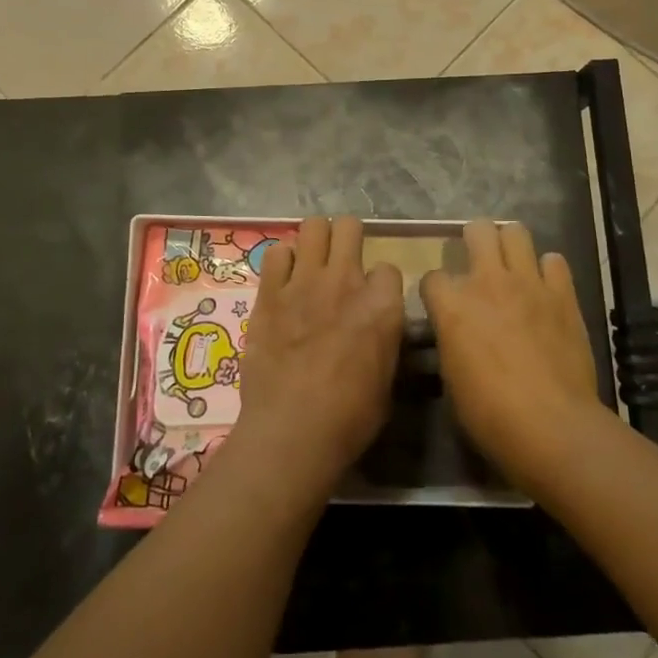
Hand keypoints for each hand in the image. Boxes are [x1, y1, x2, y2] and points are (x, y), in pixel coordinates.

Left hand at [233, 216, 404, 495]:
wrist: (292, 430)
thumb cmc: (349, 418)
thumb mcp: (386, 380)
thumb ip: (384, 341)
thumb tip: (380, 329)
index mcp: (382, 305)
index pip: (388, 268)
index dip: (380, 284)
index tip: (372, 301)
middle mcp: (346, 280)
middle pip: (349, 227)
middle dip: (348, 239)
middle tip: (341, 262)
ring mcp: (304, 281)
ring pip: (313, 227)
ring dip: (315, 241)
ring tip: (311, 262)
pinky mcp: (269, 292)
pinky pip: (276, 252)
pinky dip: (281, 261)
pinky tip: (282, 279)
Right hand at [421, 221, 608, 490]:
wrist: (552, 425)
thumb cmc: (490, 413)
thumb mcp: (452, 377)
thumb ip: (451, 340)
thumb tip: (456, 334)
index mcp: (452, 304)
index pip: (432, 277)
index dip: (435, 291)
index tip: (442, 306)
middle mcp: (487, 281)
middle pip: (477, 230)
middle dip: (474, 239)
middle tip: (478, 261)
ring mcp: (528, 283)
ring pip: (516, 232)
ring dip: (510, 244)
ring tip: (512, 264)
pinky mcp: (563, 294)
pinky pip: (555, 261)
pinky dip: (548, 270)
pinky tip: (546, 287)